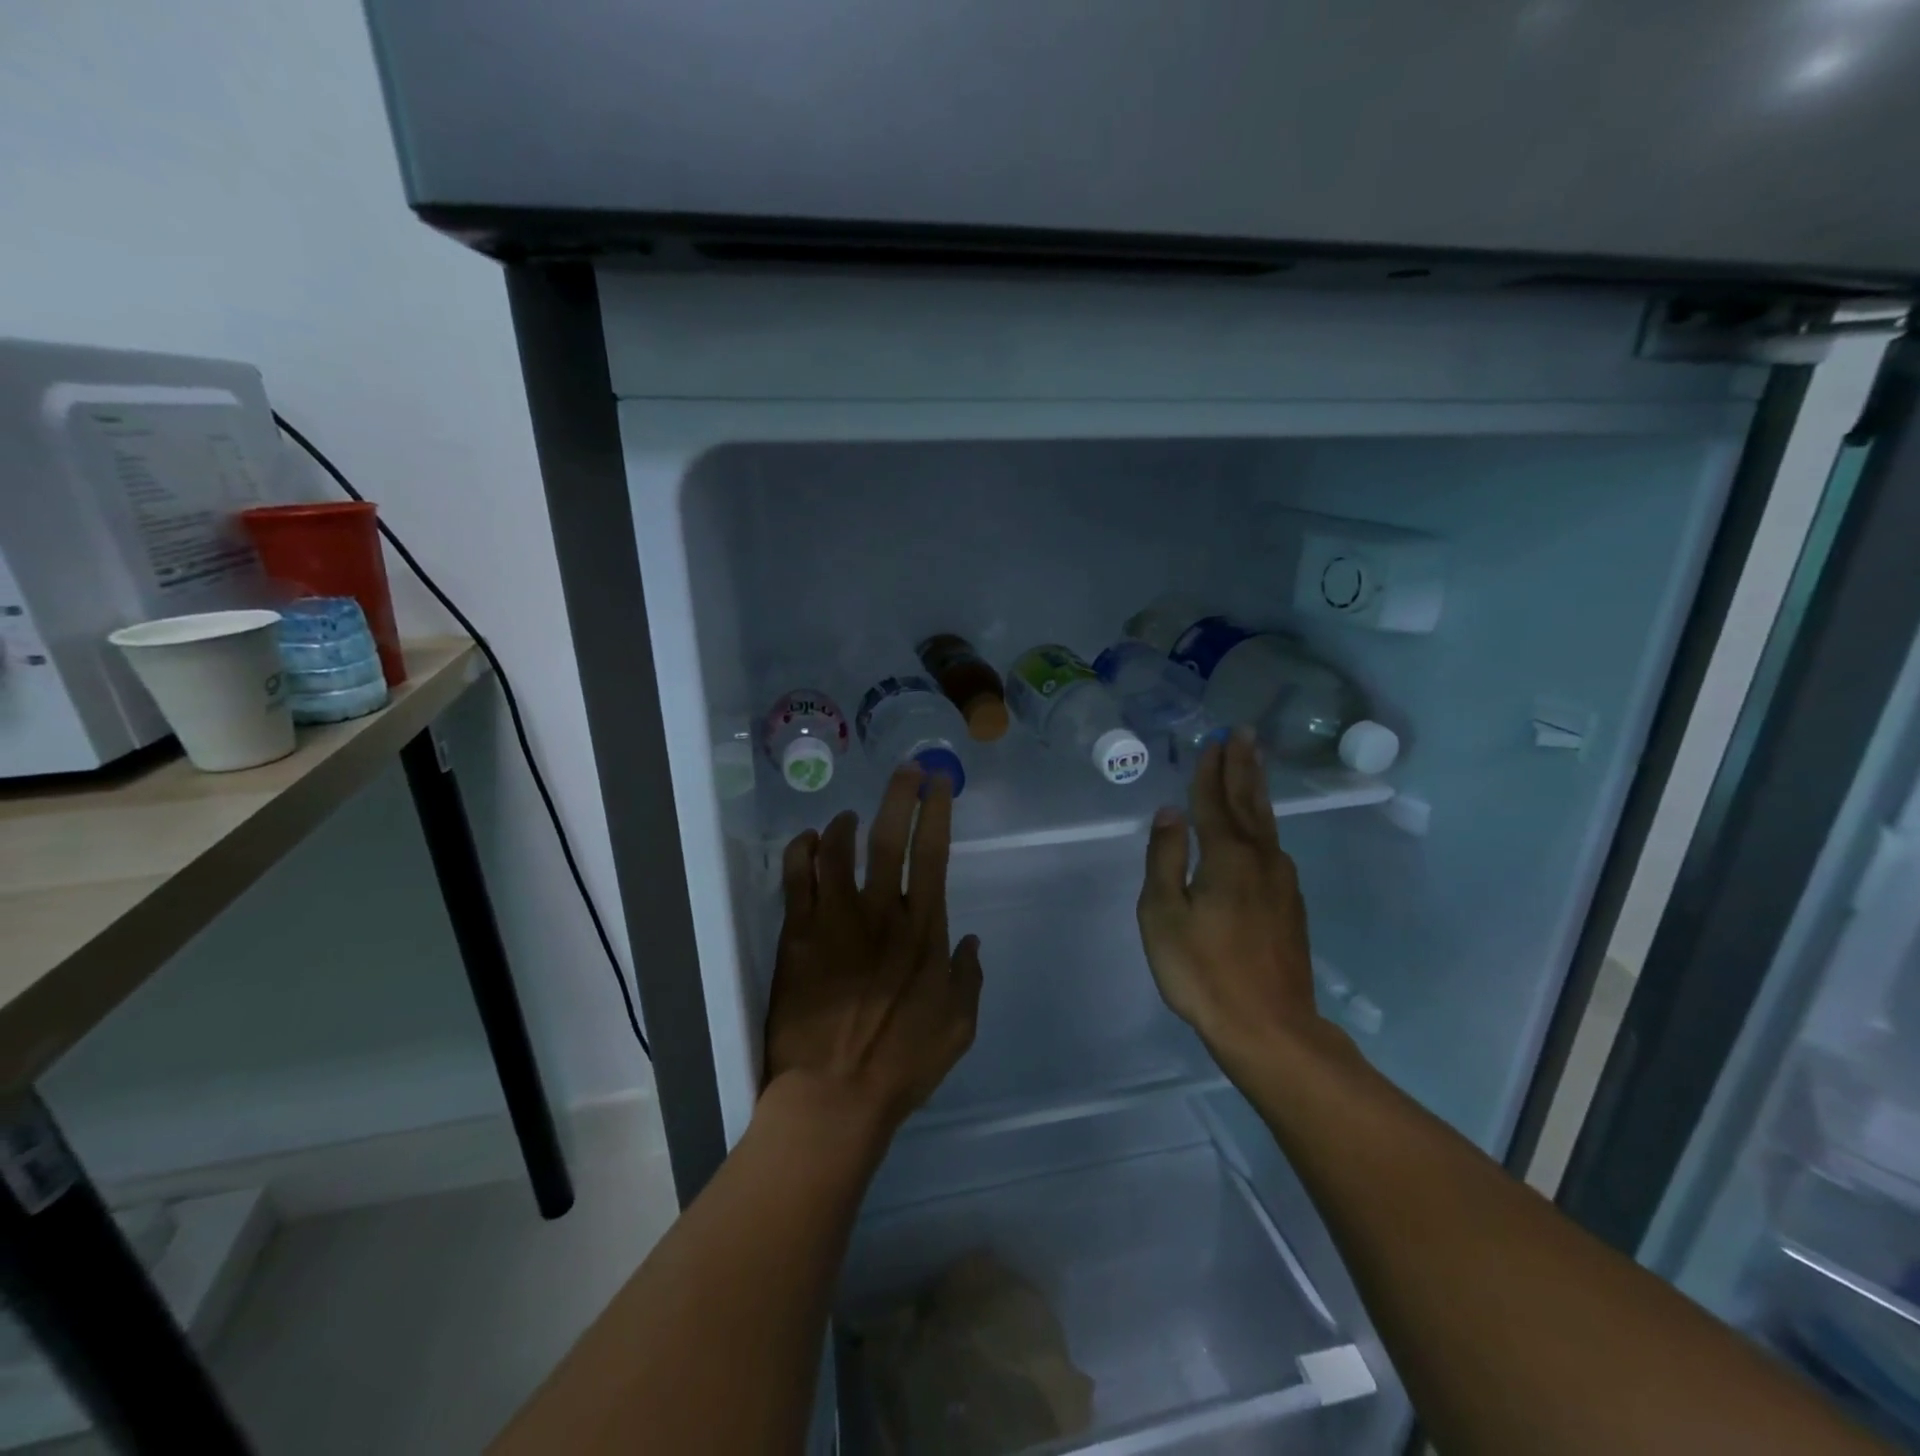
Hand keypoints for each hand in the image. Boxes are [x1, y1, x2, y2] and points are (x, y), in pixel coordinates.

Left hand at [765, 767, 983, 1138]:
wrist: (834, 1095)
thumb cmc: (902, 1064)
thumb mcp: (959, 1026)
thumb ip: (968, 977)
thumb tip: (971, 940)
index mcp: (923, 931)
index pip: (932, 854)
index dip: (935, 812)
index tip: (937, 784)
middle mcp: (880, 913)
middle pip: (888, 838)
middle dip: (899, 796)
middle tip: (905, 770)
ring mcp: (834, 921)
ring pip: (837, 850)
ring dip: (845, 823)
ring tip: (849, 816)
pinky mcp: (797, 935)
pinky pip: (796, 879)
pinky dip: (802, 851)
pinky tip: (808, 842)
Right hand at [1138, 729, 1322, 1069]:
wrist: (1270, 1029)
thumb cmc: (1203, 971)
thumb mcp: (1163, 915)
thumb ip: (1165, 859)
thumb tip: (1170, 813)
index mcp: (1227, 857)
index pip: (1215, 801)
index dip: (1212, 770)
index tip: (1215, 740)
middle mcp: (1261, 860)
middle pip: (1249, 803)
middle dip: (1244, 767)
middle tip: (1245, 735)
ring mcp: (1282, 883)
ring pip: (1266, 824)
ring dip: (1256, 791)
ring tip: (1253, 766)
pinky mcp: (1290, 906)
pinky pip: (1273, 847)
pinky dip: (1263, 823)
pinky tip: (1261, 828)